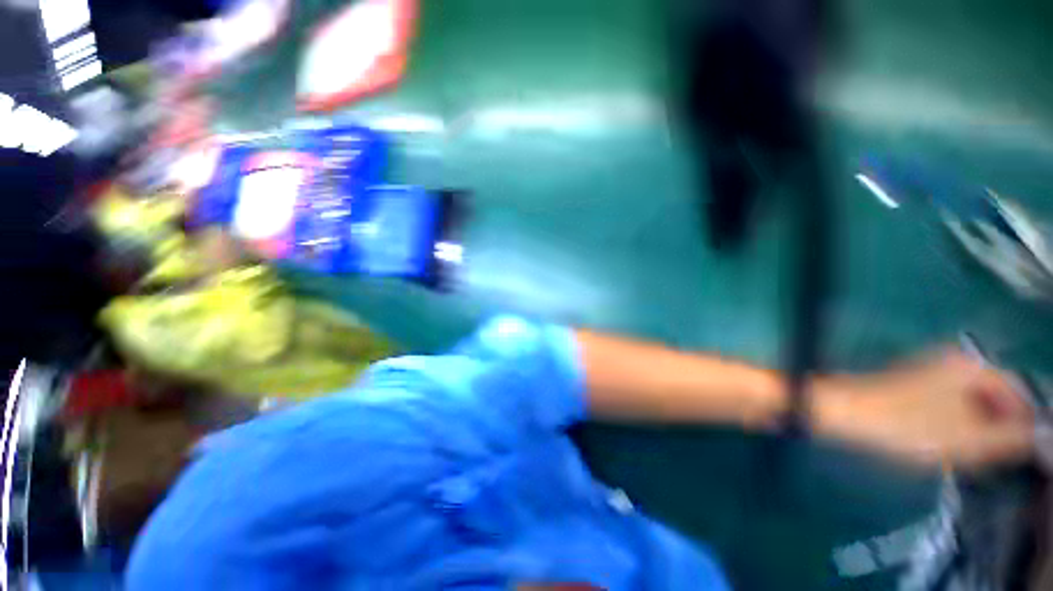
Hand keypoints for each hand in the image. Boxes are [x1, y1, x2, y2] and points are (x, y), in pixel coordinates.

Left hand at [815, 350, 1034, 470]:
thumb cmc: (907, 423)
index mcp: (971, 366)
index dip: (1026, 421)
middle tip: (994, 457)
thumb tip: (1044, 435)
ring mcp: (930, 372)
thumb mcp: (967, 438)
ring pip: (971, 405)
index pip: (1017, 390)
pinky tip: (947, 446)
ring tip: (970, 456)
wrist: (842, 410)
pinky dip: (956, 426)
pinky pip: (948, 407)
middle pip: (994, 397)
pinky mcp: (912, 387)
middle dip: (1000, 428)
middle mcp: (953, 362)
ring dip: (978, 430)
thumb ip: (1011, 438)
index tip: (1025, 450)